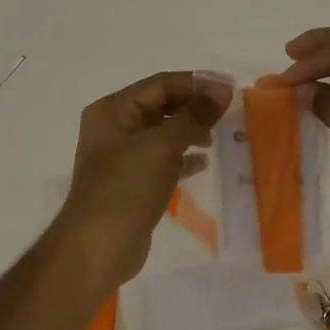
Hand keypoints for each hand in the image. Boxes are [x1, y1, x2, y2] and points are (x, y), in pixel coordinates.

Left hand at [51, 71, 228, 287]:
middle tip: (230, 114)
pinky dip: (182, 158)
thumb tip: (222, 88)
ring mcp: (121, 158)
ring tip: (219, 138)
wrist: (98, 246)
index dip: (196, 83)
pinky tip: (204, 163)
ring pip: (163, 134)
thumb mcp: (161, 145)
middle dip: (194, 108)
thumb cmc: (126, 187)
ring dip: (190, 132)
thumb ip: (193, 115)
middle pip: (161, 107)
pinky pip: (162, 161)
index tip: (231, 90)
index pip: (160, 84)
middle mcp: (114, 128)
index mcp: (112, 110)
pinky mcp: (132, 183)